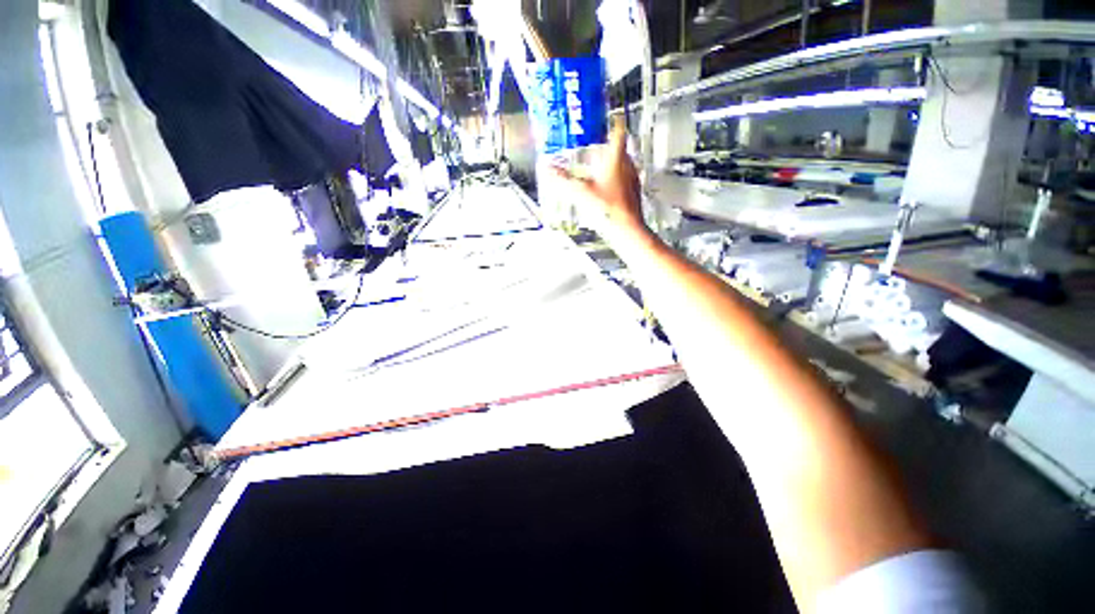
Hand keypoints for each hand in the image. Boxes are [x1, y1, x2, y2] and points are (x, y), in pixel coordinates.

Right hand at [549, 122, 648, 241]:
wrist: (627, 227)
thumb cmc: (608, 208)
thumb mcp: (581, 192)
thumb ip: (563, 180)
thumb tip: (548, 170)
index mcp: (616, 159)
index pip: (618, 131)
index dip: (612, 122)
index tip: (608, 117)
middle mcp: (628, 165)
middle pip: (620, 148)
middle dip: (607, 146)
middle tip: (596, 147)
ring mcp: (633, 178)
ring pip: (623, 163)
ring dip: (612, 162)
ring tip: (600, 167)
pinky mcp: (634, 191)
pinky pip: (625, 177)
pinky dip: (616, 177)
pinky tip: (607, 187)